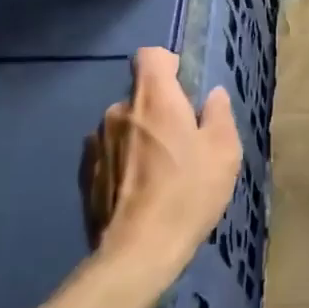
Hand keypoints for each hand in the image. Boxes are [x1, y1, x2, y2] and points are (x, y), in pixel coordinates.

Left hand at [85, 47, 241, 289]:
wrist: (138, 251)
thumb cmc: (188, 193)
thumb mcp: (223, 152)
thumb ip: (219, 115)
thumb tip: (212, 96)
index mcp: (154, 99)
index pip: (150, 56)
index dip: (168, 64)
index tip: (184, 88)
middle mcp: (118, 111)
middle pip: (140, 94)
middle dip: (159, 109)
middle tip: (182, 141)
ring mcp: (96, 143)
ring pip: (124, 125)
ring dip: (140, 136)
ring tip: (160, 171)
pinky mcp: (85, 173)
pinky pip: (109, 152)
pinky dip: (123, 161)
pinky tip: (139, 190)